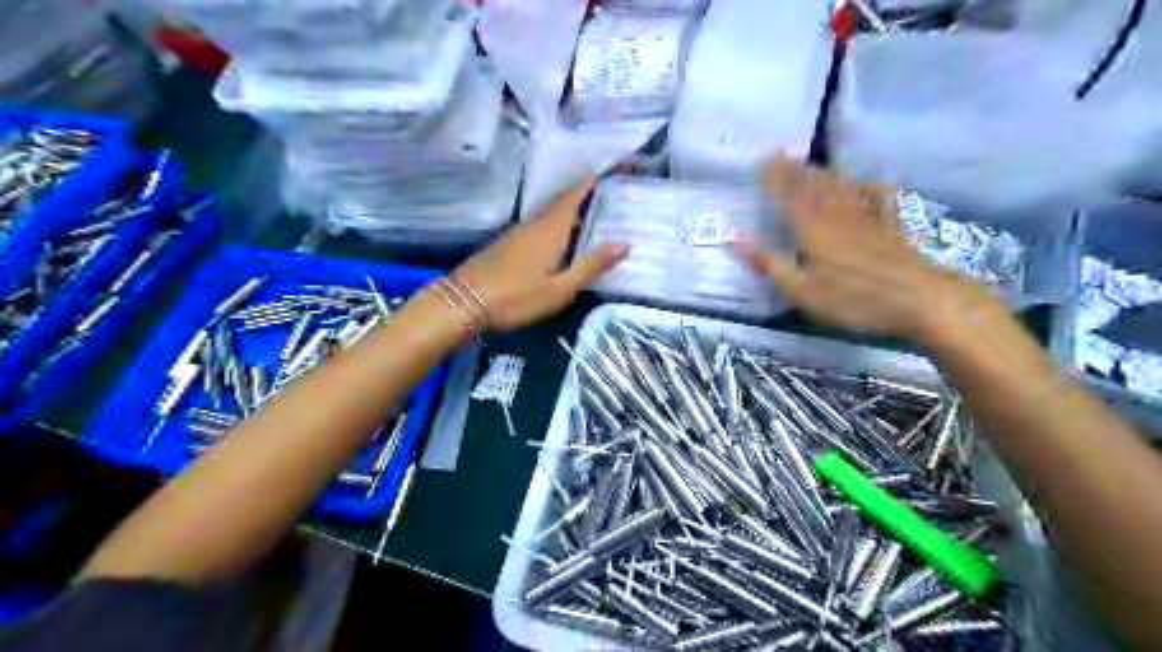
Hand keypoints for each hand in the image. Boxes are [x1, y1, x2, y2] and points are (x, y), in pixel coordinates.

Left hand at [454, 179, 630, 330]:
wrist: (464, 302)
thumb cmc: (517, 297)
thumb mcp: (561, 288)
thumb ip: (592, 265)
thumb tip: (626, 242)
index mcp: (551, 229)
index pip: (575, 195)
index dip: (592, 181)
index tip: (609, 170)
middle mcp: (534, 224)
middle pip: (563, 203)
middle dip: (585, 197)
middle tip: (609, 198)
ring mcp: (517, 233)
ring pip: (550, 216)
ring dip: (570, 214)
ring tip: (591, 220)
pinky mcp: (506, 245)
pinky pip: (538, 227)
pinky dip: (555, 228)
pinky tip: (561, 243)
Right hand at [733, 157, 997, 340]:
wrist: (919, 300)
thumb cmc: (854, 299)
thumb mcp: (802, 291)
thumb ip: (770, 264)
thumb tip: (734, 241)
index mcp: (811, 229)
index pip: (787, 196)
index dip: (774, 178)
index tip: (761, 160)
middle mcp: (836, 215)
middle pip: (813, 186)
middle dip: (794, 170)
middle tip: (780, 156)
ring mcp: (866, 218)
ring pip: (840, 187)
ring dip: (822, 172)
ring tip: (810, 164)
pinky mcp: (889, 227)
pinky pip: (876, 198)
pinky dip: (867, 185)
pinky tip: (865, 178)